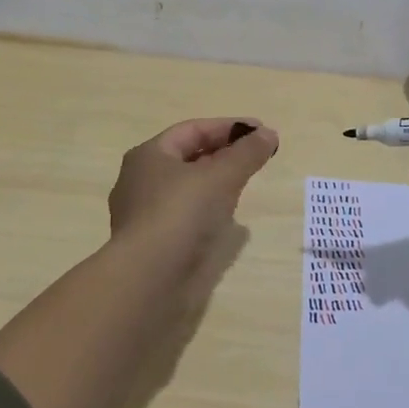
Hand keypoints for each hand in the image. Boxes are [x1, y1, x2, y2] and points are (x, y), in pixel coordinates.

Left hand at [108, 118, 279, 269]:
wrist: (148, 280)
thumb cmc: (181, 214)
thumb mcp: (221, 176)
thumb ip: (247, 153)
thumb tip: (269, 134)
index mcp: (149, 155)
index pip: (193, 130)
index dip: (228, 127)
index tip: (261, 131)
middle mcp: (139, 180)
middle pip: (188, 157)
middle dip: (223, 154)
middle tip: (255, 157)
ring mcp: (143, 214)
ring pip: (186, 188)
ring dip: (215, 183)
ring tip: (244, 185)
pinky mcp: (152, 243)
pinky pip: (184, 216)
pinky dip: (207, 210)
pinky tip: (226, 221)